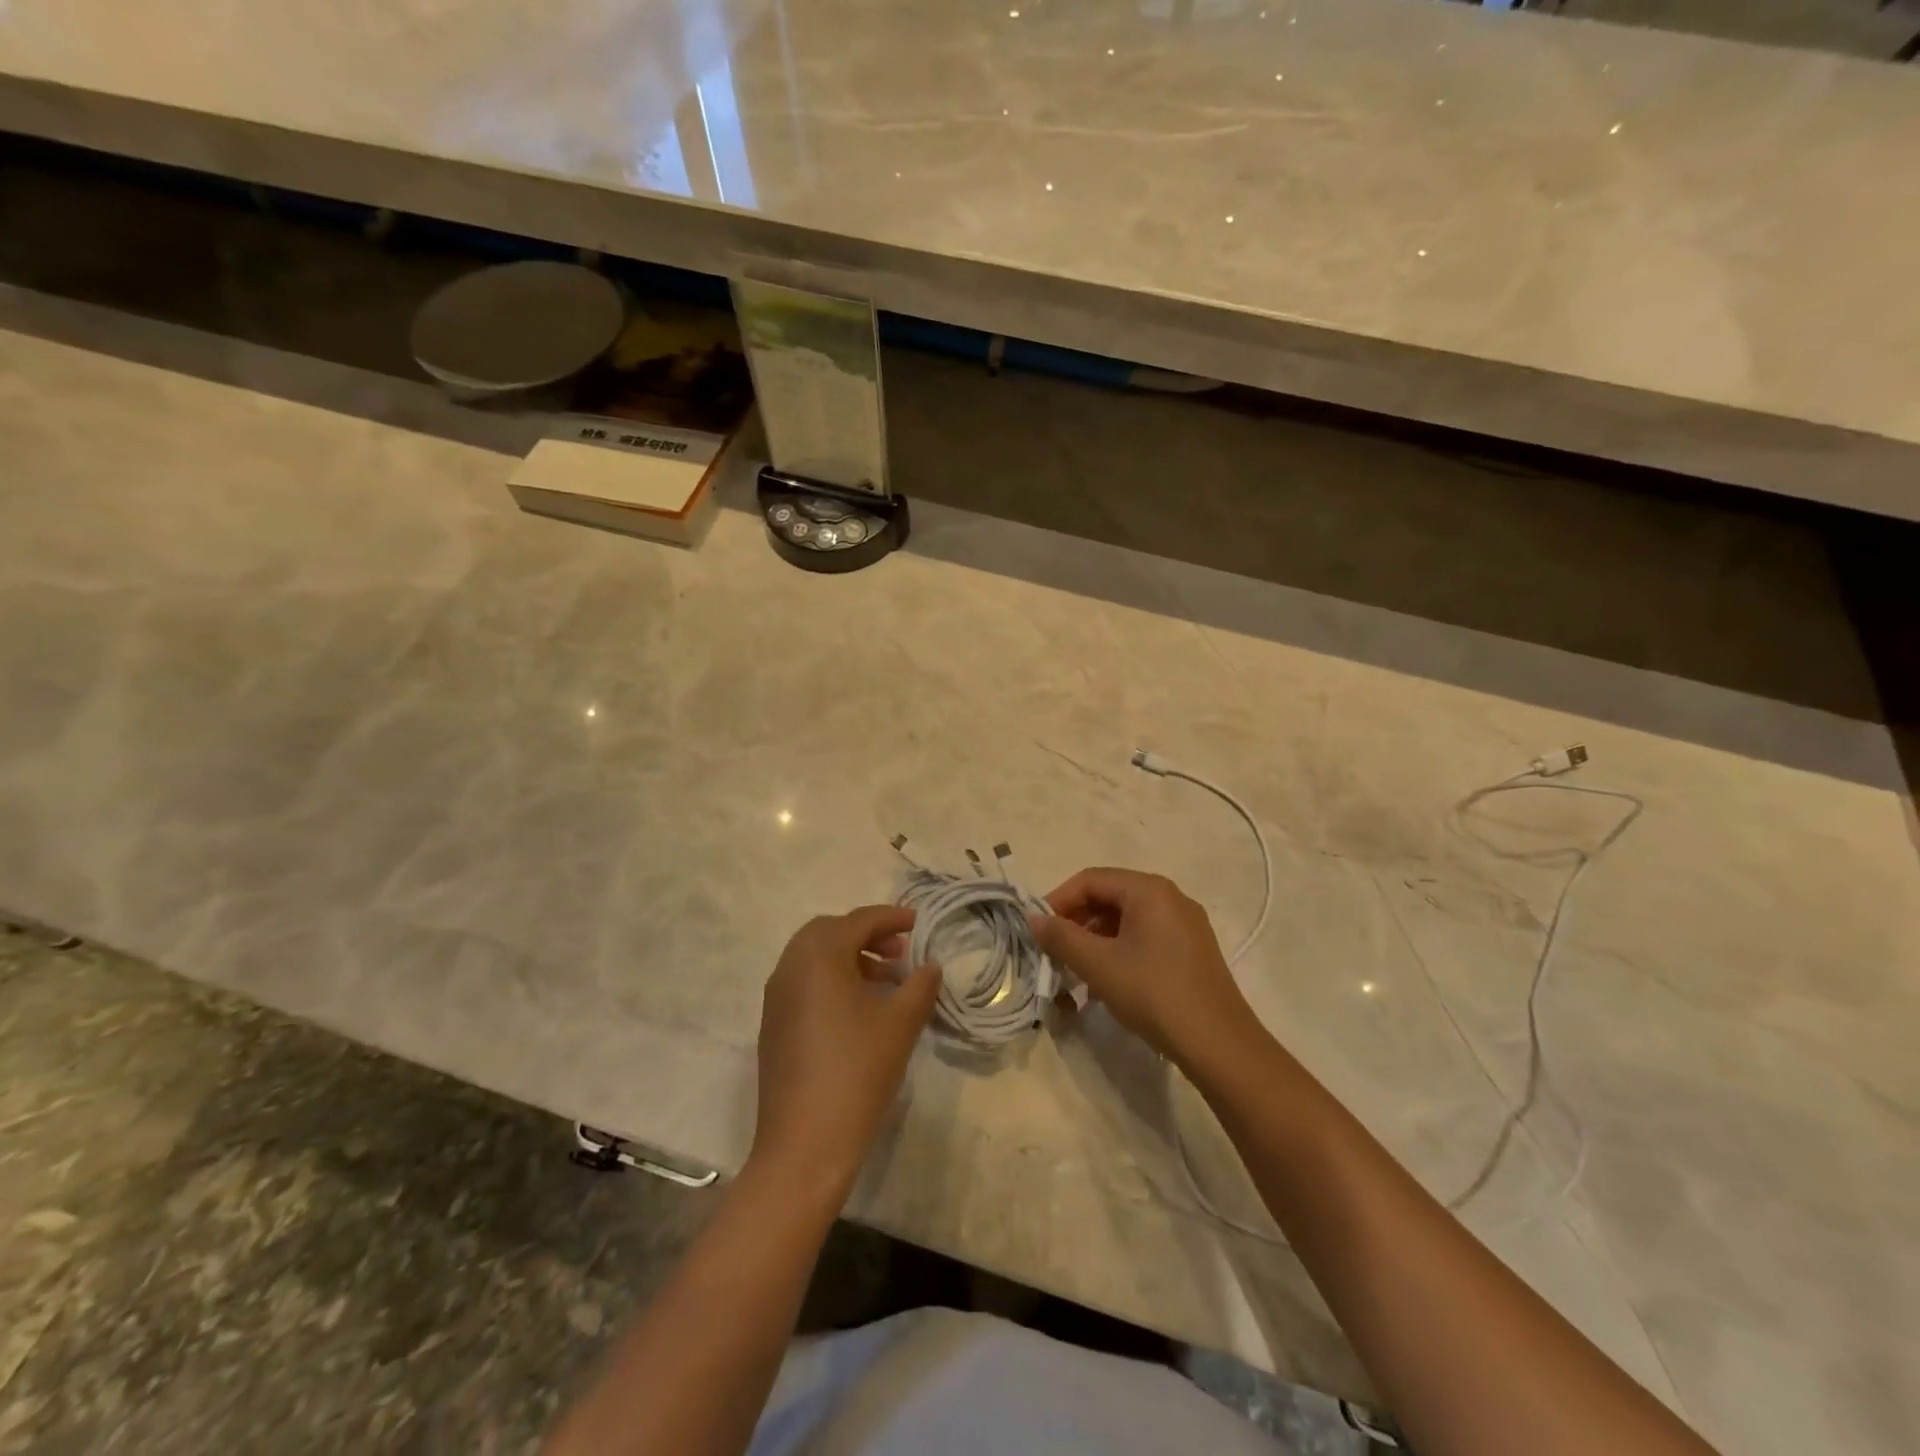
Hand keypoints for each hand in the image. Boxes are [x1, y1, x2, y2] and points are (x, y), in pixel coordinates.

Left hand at [751, 905, 940, 1200]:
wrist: (805, 1144)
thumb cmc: (857, 1073)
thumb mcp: (900, 1024)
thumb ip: (920, 985)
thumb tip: (930, 966)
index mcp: (818, 958)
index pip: (858, 921)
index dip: (891, 918)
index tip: (919, 922)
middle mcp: (790, 968)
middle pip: (829, 931)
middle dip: (866, 934)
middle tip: (900, 951)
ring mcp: (777, 997)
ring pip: (814, 957)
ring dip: (850, 957)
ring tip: (887, 980)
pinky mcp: (774, 1025)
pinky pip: (804, 982)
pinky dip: (832, 979)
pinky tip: (860, 1008)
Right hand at [1031, 868, 1258, 1068]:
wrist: (1219, 1045)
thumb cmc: (1154, 994)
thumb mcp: (1099, 965)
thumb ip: (1062, 937)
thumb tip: (1034, 919)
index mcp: (1149, 890)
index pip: (1090, 880)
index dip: (1058, 901)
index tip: (1037, 930)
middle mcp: (1170, 898)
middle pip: (1109, 897)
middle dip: (1076, 923)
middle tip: (1054, 952)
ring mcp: (1185, 924)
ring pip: (1127, 921)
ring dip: (1095, 941)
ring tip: (1076, 973)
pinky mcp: (1192, 950)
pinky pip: (1145, 938)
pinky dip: (1119, 952)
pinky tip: (1107, 984)